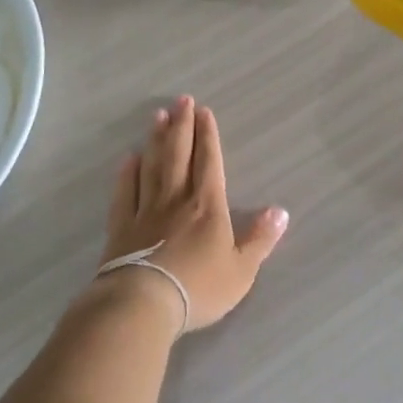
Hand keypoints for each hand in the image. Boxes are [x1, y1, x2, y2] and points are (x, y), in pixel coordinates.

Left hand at [98, 95, 289, 332]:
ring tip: (157, 116)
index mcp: (207, 206)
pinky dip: (127, 173)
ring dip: (156, 140)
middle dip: (181, 126)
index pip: (209, 162)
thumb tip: (280, 211)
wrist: (143, 303)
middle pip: (179, 154)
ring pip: (152, 166)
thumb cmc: (199, 288)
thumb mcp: (241, 270)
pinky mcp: (122, 226)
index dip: (207, 136)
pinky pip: (126, 192)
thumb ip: (260, 239)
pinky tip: (128, 158)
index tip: (203, 111)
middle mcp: (176, 198)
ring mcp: (146, 210)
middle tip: (181, 100)